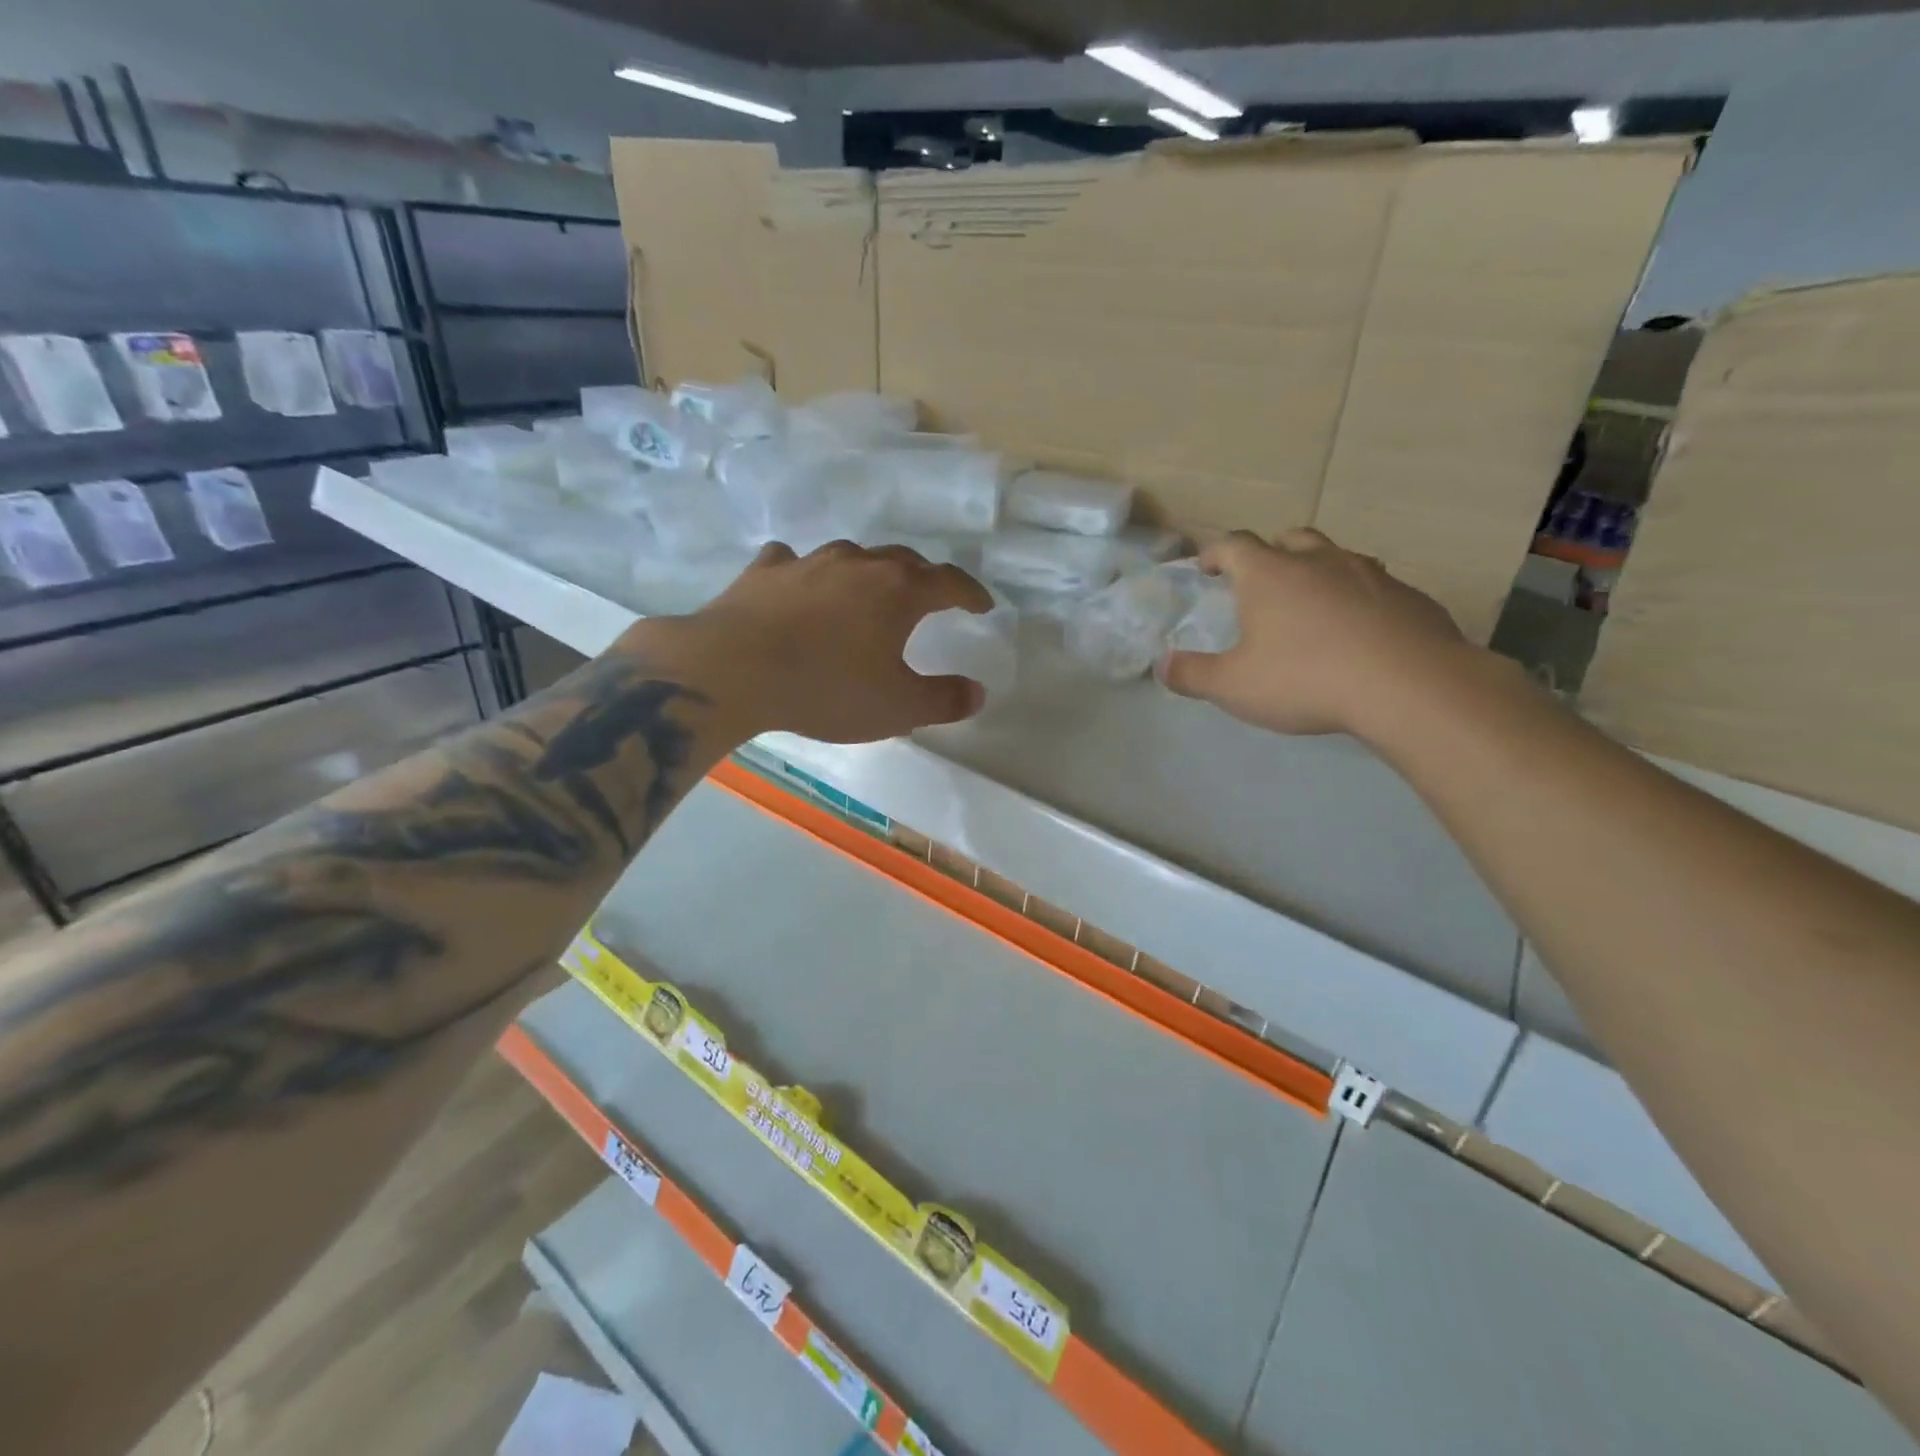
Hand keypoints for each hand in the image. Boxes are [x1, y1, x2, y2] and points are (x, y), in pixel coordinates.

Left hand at [631, 540, 995, 743]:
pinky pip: (795, 562)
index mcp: (898, 592)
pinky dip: (808, 573)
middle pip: (904, 560)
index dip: (971, 593)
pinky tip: (801, 585)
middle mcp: (858, 564)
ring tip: (869, 591)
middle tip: (931, 597)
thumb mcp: (897, 708)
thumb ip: (943, 700)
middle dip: (924, 577)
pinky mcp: (765, 571)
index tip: (983, 605)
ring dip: (869, 571)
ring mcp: (809, 562)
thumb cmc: (827, 688)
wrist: (735, 669)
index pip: (949, 582)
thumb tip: (978, 692)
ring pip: (852, 556)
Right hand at [1158, 529, 1475, 738]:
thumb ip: (1192, 675)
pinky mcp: (1409, 596)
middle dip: (1270, 553)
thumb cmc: (1305, 679)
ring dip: (1318, 572)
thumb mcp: (1233, 687)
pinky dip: (1359, 599)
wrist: (1408, 686)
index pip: (1233, 544)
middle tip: (1262, 582)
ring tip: (1312, 606)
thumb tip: (1161, 665)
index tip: (1206, 567)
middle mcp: (1318, 561)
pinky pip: (1375, 586)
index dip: (1214, 553)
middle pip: (1289, 538)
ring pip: (1336, 557)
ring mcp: (1369, 574)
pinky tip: (1360, 632)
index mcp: (1269, 574)